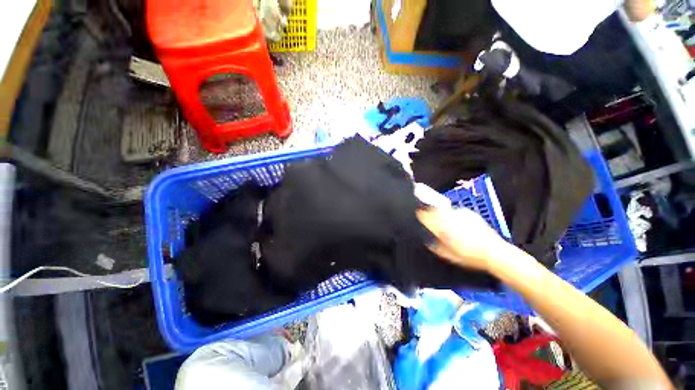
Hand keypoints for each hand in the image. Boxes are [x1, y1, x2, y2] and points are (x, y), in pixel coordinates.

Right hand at [416, 206, 511, 272]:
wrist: (494, 252)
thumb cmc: (469, 256)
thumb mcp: (447, 255)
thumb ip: (434, 245)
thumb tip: (426, 239)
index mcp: (442, 228)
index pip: (426, 215)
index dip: (420, 214)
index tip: (418, 215)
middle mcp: (450, 218)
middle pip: (433, 209)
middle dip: (429, 212)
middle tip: (429, 218)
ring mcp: (460, 214)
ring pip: (444, 210)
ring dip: (440, 214)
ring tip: (443, 222)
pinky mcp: (469, 213)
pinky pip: (455, 211)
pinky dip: (452, 215)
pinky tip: (457, 224)